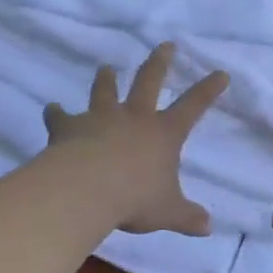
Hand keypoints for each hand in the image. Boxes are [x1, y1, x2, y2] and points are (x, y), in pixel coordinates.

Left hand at [42, 43, 228, 235]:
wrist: (85, 189)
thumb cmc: (134, 198)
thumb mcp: (167, 212)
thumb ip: (187, 216)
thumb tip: (208, 227)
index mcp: (163, 133)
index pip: (193, 106)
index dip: (209, 89)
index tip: (221, 73)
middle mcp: (134, 117)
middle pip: (149, 80)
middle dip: (159, 61)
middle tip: (165, 45)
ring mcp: (100, 118)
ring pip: (105, 91)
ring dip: (106, 79)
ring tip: (106, 68)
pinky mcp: (69, 127)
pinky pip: (61, 116)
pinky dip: (56, 112)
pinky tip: (51, 108)